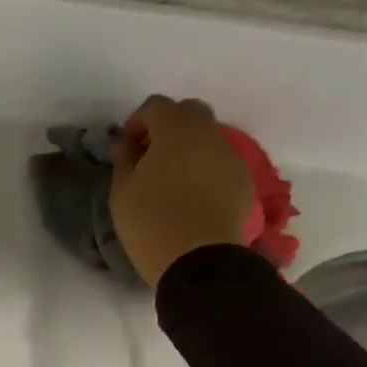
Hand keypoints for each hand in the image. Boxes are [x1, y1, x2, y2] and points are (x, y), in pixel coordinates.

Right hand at [109, 96, 255, 289]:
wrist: (200, 260)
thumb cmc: (151, 222)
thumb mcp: (122, 191)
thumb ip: (124, 159)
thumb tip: (127, 144)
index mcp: (177, 129)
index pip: (155, 106)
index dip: (137, 123)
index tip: (125, 149)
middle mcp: (210, 133)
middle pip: (188, 113)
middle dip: (167, 128)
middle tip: (149, 157)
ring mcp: (232, 156)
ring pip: (207, 137)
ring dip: (187, 148)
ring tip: (170, 179)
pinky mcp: (244, 180)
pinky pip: (220, 162)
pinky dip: (204, 168)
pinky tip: (191, 195)